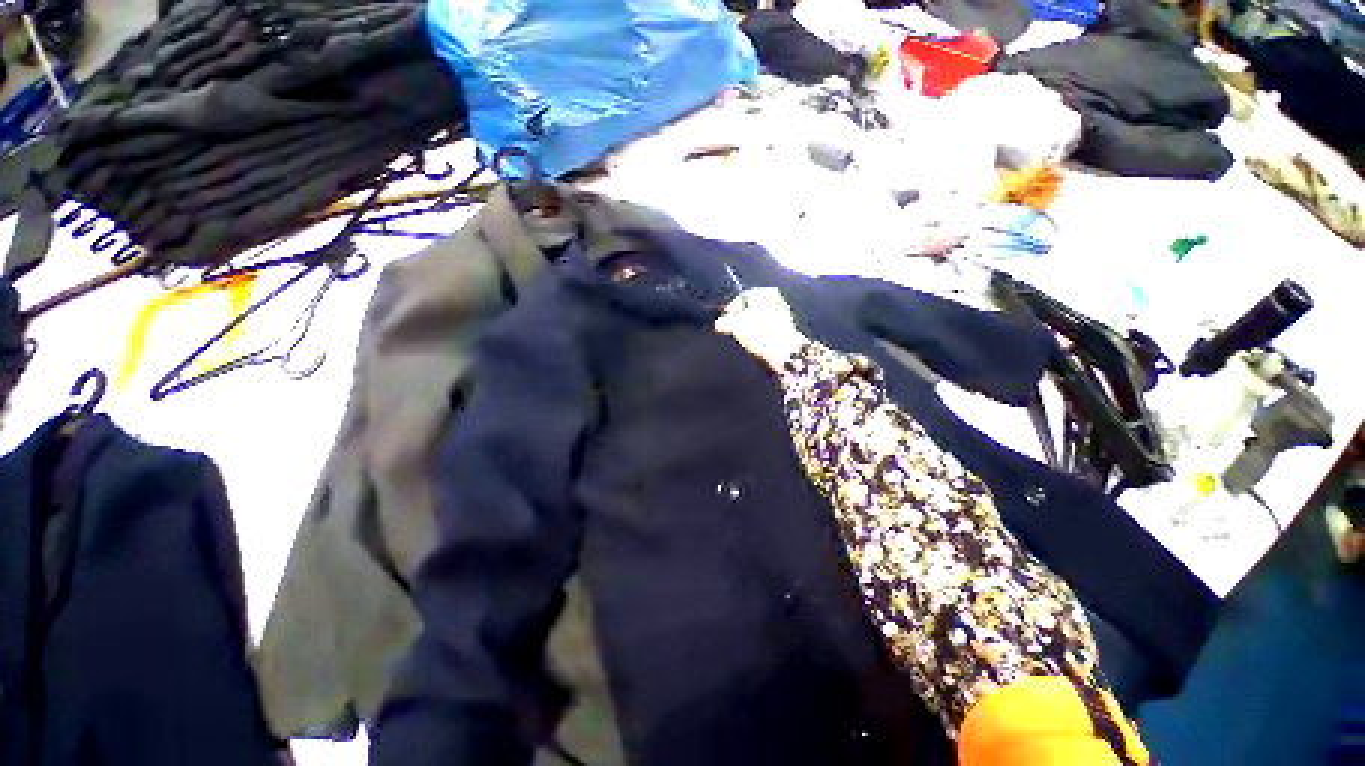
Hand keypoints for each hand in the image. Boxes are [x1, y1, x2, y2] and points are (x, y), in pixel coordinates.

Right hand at [715, 288, 807, 369]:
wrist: (785, 351)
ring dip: (754, 324)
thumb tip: (719, 324)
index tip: (726, 319)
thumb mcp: (735, 325)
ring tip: (746, 335)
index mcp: (763, 293)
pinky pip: (771, 327)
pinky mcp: (789, 328)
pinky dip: (763, 332)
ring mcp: (784, 314)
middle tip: (736, 326)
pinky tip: (758, 341)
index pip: (743, 296)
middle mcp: (775, 299)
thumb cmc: (760, 333)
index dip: (732, 308)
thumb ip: (724, 322)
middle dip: (744, 315)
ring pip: (763, 316)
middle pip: (755, 306)